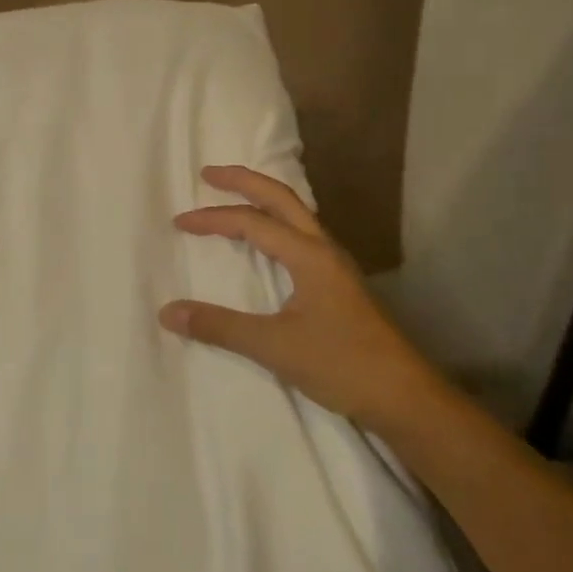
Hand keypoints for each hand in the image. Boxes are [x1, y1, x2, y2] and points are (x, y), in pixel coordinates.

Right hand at [160, 165, 438, 431]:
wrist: (405, 397)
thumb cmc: (341, 365)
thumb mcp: (273, 346)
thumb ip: (219, 327)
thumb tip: (168, 312)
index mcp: (309, 255)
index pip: (252, 222)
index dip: (212, 219)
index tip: (179, 223)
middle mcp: (324, 249)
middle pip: (282, 198)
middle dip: (244, 181)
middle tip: (210, 174)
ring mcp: (336, 266)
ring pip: (296, 215)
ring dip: (264, 200)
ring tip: (236, 198)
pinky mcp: (340, 285)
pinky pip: (302, 236)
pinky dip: (277, 224)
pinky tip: (269, 243)